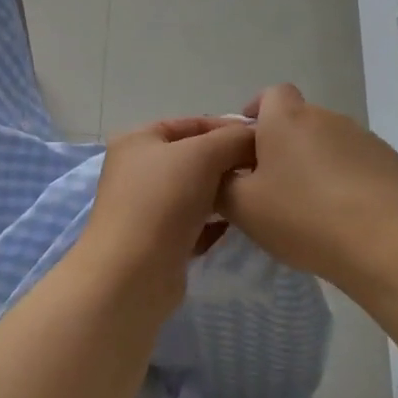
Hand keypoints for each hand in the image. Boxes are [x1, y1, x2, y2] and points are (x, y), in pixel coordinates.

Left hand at [78, 117, 256, 309]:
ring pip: (196, 191)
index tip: (264, 139)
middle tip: (265, 170)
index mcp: (137, 141)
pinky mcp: (159, 240)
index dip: (228, 127)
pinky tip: (240, 223)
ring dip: (225, 192)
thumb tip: (256, 137)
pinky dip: (216, 222)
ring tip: (256, 195)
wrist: (132, 274)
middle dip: (229, 161)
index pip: (191, 123)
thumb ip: (233, 139)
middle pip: (194, 157)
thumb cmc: (162, 201)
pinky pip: (195, 222)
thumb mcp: (202, 155)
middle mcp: (138, 170)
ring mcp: (147, 207)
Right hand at [217, 84, 397, 299]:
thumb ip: (221, 184)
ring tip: (309, 208)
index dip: (256, 114)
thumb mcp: (242, 207)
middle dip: (283, 147)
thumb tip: (222, 174)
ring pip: (328, 144)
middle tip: (271, 187)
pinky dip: (345, 181)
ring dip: (315, 165)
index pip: (269, 94)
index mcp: (287, 119)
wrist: (388, 243)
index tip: (247, 146)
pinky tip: (343, 217)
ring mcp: (364, 139)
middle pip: (298, 121)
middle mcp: (326, 117)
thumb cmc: (304, 217)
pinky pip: (356, 164)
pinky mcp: (392, 164)